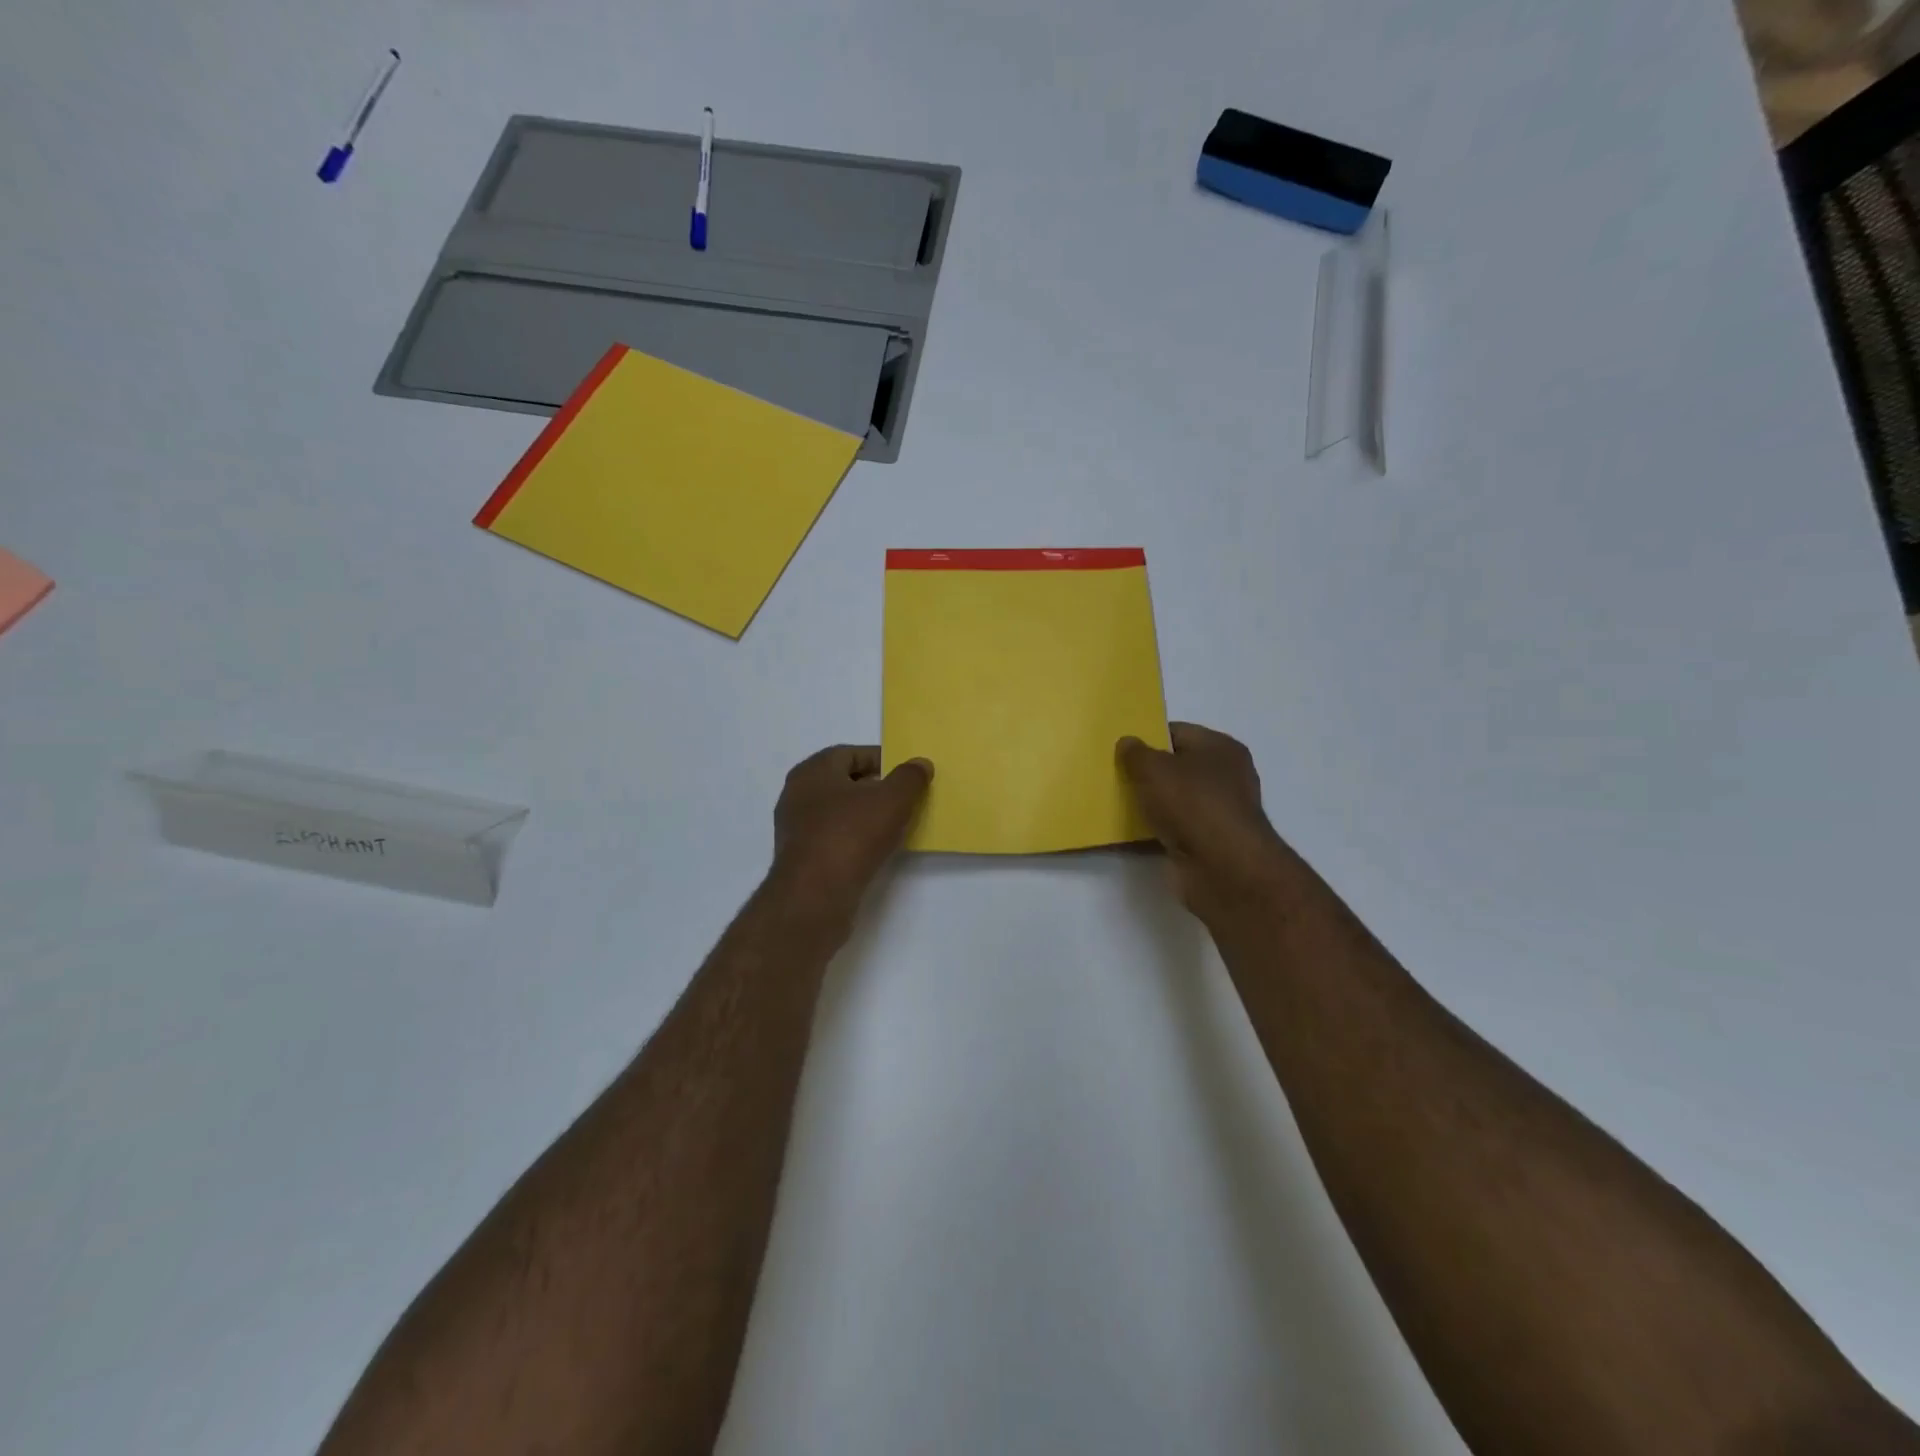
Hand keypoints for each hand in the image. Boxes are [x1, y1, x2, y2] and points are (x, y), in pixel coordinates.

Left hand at [770, 746, 931, 921]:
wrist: (815, 896)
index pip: (850, 753)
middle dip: (874, 788)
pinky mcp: (800, 858)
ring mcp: (795, 828)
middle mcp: (797, 794)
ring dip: (864, 815)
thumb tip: (920, 764)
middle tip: (904, 798)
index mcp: (813, 771)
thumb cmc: (852, 835)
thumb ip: (909, 778)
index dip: (880, 759)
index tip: (906, 774)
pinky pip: (832, 838)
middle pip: (842, 783)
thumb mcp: (892, 800)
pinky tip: (874, 850)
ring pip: (837, 812)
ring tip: (894, 825)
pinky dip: (853, 839)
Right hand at [1118, 723, 1288, 920]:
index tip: (1119, 748)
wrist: (1222, 869)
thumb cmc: (1191, 804)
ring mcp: (1217, 813)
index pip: (1178, 733)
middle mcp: (1225, 777)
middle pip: (1176, 768)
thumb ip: (1136, 753)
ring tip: (1112, 804)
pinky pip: (1173, 830)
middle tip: (1113, 775)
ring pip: (1173, 801)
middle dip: (1145, 773)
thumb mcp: (1153, 768)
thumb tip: (1128, 743)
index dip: (1148, 737)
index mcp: (1220, 748)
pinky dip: (1152, 832)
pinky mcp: (1208, 844)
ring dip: (1148, 804)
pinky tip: (1125, 836)